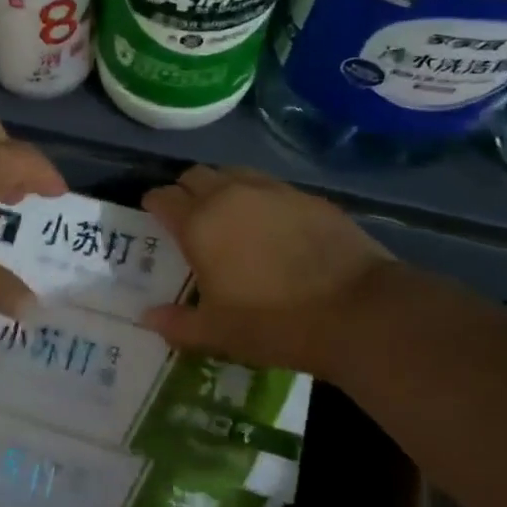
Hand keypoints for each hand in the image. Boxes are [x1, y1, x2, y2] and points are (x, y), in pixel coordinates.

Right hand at [139, 165, 393, 377]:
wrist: (359, 311)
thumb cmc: (276, 323)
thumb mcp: (219, 333)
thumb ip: (178, 323)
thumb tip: (147, 318)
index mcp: (199, 223)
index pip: (163, 197)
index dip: (154, 204)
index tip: (153, 215)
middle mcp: (230, 195)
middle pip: (195, 175)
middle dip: (185, 190)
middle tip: (188, 217)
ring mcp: (272, 191)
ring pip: (233, 173)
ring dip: (221, 187)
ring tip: (228, 214)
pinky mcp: (307, 197)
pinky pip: (269, 186)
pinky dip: (258, 197)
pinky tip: (270, 224)